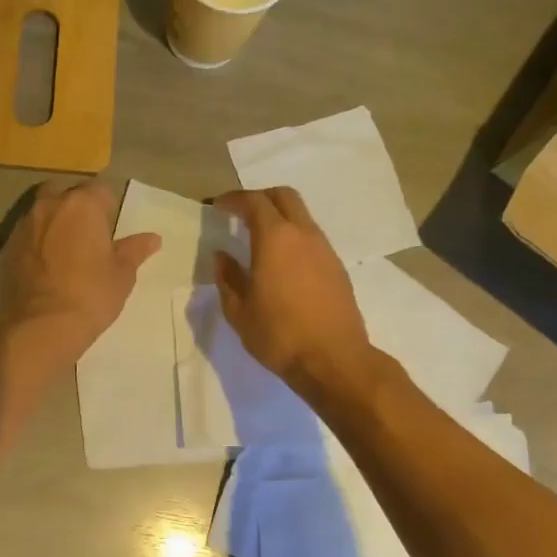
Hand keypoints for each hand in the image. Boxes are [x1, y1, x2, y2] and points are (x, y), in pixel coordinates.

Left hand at [0, 180, 159, 372]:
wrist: (39, 326)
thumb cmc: (90, 296)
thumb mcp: (122, 275)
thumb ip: (135, 250)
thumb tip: (153, 238)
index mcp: (82, 205)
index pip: (100, 190)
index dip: (108, 208)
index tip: (110, 231)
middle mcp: (49, 206)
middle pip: (65, 193)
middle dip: (76, 207)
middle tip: (87, 237)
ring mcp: (23, 226)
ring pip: (41, 213)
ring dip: (53, 224)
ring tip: (64, 253)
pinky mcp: (5, 248)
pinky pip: (25, 236)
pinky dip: (35, 244)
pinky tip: (44, 269)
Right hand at [212, 187, 373, 404]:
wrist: (334, 360)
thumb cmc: (279, 335)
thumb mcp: (239, 311)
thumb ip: (228, 278)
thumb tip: (222, 257)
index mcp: (275, 239)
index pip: (254, 202)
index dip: (234, 199)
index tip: (219, 206)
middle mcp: (303, 235)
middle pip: (284, 197)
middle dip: (260, 198)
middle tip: (241, 213)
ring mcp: (325, 250)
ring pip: (301, 216)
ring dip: (280, 217)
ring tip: (260, 240)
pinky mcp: (337, 268)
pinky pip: (312, 238)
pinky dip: (294, 237)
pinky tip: (282, 263)